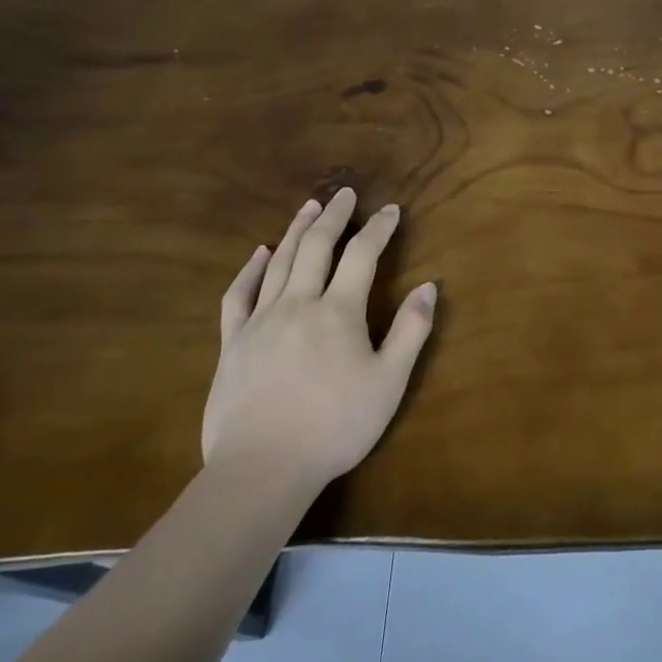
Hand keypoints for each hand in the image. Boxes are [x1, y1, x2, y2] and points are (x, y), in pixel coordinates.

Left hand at [203, 188, 436, 493]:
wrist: (262, 468)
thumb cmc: (335, 426)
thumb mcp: (389, 382)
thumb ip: (410, 331)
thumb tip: (429, 287)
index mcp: (339, 311)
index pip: (362, 255)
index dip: (379, 228)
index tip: (391, 209)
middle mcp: (298, 303)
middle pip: (317, 247)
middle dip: (335, 216)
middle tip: (344, 193)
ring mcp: (260, 321)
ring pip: (280, 262)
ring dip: (297, 230)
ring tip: (309, 207)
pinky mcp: (232, 343)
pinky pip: (239, 295)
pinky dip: (250, 270)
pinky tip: (259, 254)